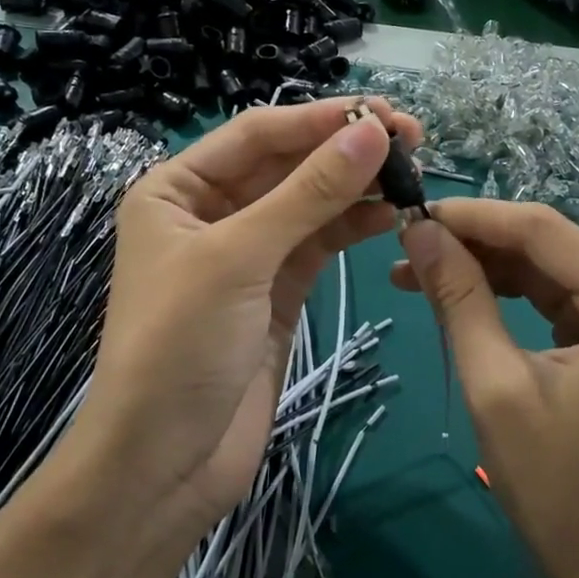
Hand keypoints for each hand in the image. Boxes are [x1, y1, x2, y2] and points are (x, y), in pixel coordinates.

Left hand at [65, 98, 421, 540]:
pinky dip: (354, 224)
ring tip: (413, 170)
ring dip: (357, 184)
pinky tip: (391, 212)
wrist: (165, 464)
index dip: (320, 119)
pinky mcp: (279, 290)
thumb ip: (309, 193)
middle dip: (344, 148)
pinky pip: (320, 241)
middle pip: (288, 164)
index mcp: (179, 189)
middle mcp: (212, 212)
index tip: (384, 113)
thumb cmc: (180, 346)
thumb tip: (372, 132)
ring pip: (310, 202)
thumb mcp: (239, 258)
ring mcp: (249, 253)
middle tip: (413, 137)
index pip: (259, 134)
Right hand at [391, 201, 578, 577]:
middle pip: (549, 246)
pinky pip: (560, 298)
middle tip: (405, 247)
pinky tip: (461, 294)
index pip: (543, 230)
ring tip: (417, 272)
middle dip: (474, 244)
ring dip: (486, 268)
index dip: (473, 216)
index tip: (410, 214)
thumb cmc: (553, 488)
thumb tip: (417, 231)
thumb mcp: (494, 384)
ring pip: (550, 269)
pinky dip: (509, 295)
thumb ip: (459, 297)